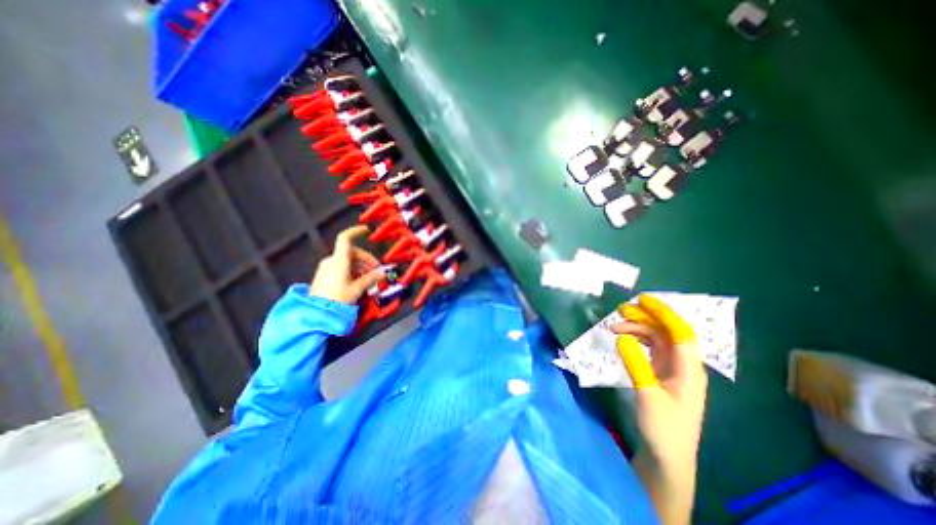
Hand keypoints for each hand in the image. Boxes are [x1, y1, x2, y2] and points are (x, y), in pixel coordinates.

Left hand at [309, 224, 384, 302]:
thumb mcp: (357, 289)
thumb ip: (371, 279)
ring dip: (361, 267)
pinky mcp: (325, 276)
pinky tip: (359, 281)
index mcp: (339, 260)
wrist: (317, 314)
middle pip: (351, 252)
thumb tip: (382, 273)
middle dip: (366, 259)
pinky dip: (352, 271)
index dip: (355, 231)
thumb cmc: (338, 298)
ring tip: (370, 278)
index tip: (366, 231)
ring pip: (347, 261)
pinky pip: (341, 268)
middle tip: (376, 270)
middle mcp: (331, 261)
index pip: (345, 239)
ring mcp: (327, 269)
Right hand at [612, 294, 705, 522]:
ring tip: (613, 327)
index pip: (679, 332)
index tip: (642, 299)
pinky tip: (622, 340)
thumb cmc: (663, 428)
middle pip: (666, 332)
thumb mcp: (647, 395)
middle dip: (645, 317)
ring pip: (656, 339)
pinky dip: (635, 340)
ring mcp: (671, 369)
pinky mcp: (660, 374)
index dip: (663, 313)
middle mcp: (683, 365)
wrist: (666, 457)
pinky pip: (649, 349)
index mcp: (689, 369)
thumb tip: (622, 337)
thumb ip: (635, 364)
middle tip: (620, 309)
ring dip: (636, 329)